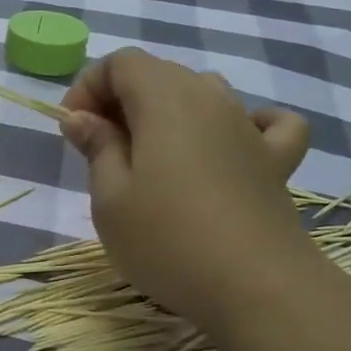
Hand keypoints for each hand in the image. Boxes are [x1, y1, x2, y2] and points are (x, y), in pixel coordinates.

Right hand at [59, 48, 311, 323]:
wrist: (257, 288)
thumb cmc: (167, 240)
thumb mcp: (110, 197)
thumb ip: (97, 147)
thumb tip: (82, 116)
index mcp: (164, 100)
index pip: (122, 62)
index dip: (89, 85)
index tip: (73, 129)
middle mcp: (210, 99)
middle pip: (160, 73)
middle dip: (121, 99)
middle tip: (99, 147)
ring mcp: (249, 127)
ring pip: (203, 92)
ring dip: (168, 111)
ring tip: (149, 155)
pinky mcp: (276, 161)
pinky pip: (265, 122)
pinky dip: (243, 123)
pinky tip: (231, 145)